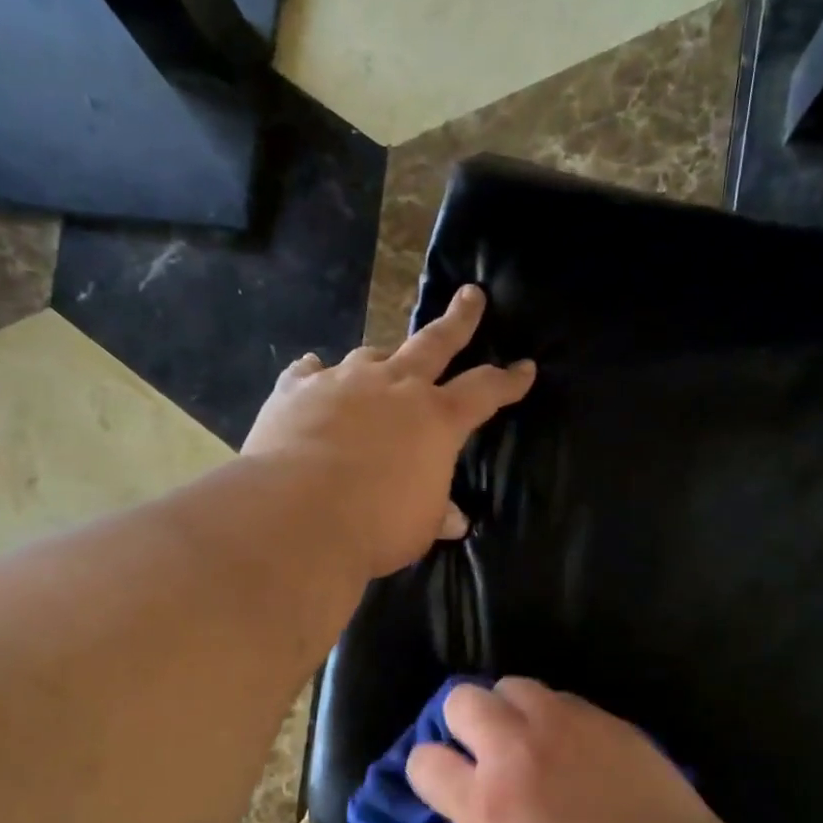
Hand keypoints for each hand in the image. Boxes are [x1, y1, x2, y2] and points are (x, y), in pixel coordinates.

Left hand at [242, 286, 534, 577]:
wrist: (297, 515)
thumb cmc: (375, 525)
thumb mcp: (419, 527)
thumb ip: (437, 513)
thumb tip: (455, 520)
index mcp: (436, 418)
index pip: (484, 390)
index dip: (508, 380)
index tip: (525, 368)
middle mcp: (393, 387)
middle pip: (434, 343)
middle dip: (458, 320)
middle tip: (470, 296)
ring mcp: (343, 382)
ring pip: (370, 356)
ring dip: (381, 359)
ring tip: (381, 362)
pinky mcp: (296, 391)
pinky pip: (309, 372)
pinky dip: (315, 373)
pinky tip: (311, 370)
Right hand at [407, 678, 729, 822]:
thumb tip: (473, 794)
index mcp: (490, 804)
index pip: (425, 761)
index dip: (427, 770)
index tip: (443, 781)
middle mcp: (519, 751)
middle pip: (461, 699)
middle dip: (461, 722)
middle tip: (484, 750)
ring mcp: (565, 725)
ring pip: (512, 685)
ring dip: (509, 711)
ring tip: (530, 741)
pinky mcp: (605, 718)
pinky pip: (561, 698)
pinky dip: (553, 717)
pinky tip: (575, 748)